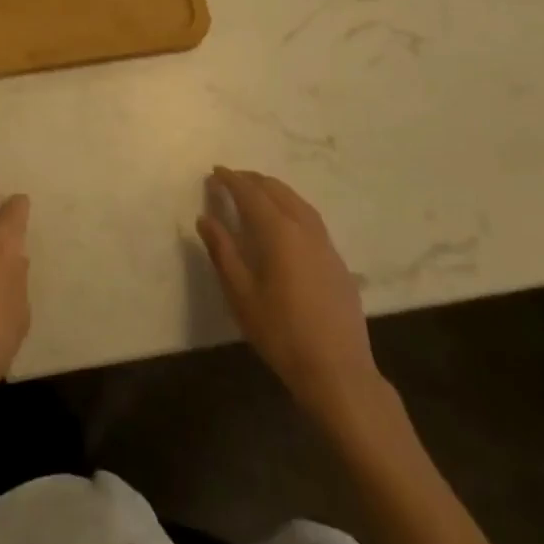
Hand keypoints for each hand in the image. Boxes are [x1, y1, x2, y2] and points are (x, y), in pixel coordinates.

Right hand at [198, 167, 387, 421]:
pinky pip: (311, 218)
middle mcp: (304, 228)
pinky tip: (286, 222)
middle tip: (231, 180)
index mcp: (278, 232)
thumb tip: (205, 218)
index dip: (231, 179)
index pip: (251, 193)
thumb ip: (222, 251)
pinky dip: (292, 206)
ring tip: (257, 192)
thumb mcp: (241, 294)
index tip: (214, 172)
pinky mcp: (337, 261)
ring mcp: (325, 244)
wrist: (338, 371)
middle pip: (277, 190)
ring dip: (274, 190)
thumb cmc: (281, 333)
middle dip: (253, 180)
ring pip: (298, 201)